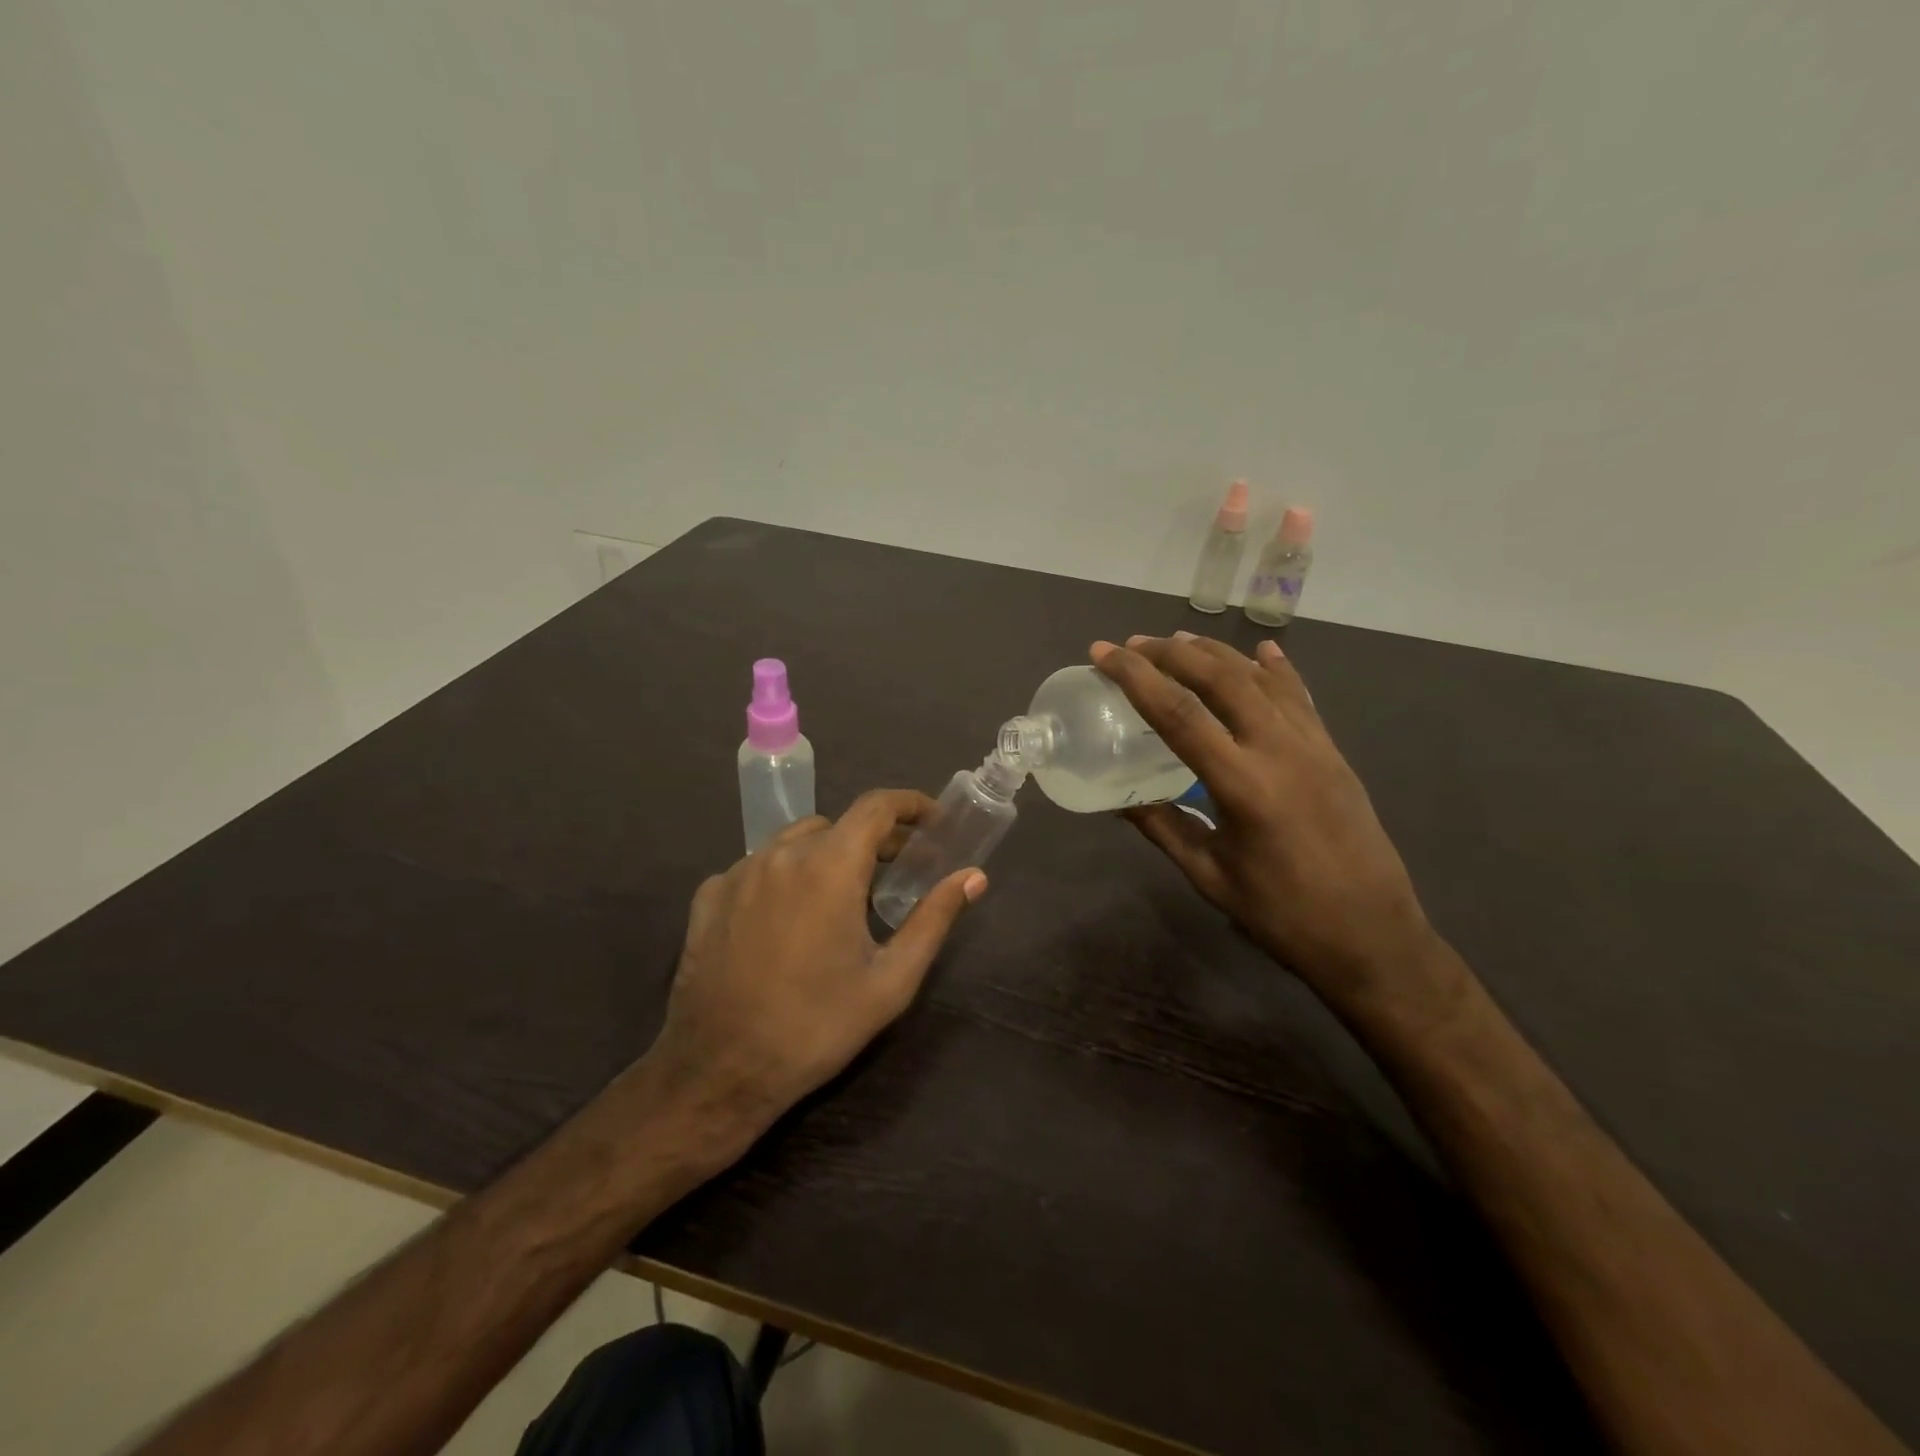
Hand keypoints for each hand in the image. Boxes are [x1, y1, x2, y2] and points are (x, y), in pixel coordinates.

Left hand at [643, 789, 985, 1147]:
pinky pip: (757, 867)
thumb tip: (974, 877)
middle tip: (896, 870)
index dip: (909, 804)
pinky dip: (785, 875)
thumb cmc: (818, 1026)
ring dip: (827, 854)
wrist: (722, 1071)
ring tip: (842, 894)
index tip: (932, 820)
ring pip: (794, 842)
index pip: (875, 806)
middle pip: (837, 825)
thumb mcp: (891, 980)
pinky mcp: (709, 896)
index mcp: (829, 866)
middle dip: (872, 839)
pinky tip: (789, 916)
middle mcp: (781, 855)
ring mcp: (738, 872)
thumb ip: (934, 918)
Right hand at [1093, 634, 1437, 1006]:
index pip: (1179, 714)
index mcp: (1243, 786)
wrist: (1373, 938)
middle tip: (1134, 643)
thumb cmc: (1283, 916)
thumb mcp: (1210, 875)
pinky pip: (1300, 698)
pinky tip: (1263, 650)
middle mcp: (1280, 751)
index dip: (1135, 677)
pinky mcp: (1334, 753)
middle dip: (1172, 653)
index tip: (1104, 653)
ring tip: (1178, 639)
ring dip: (1216, 653)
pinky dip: (1276, 670)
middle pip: (1220, 679)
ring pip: (1260, 679)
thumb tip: (1120, 801)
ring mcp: (1314, 747)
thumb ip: (1163, 828)